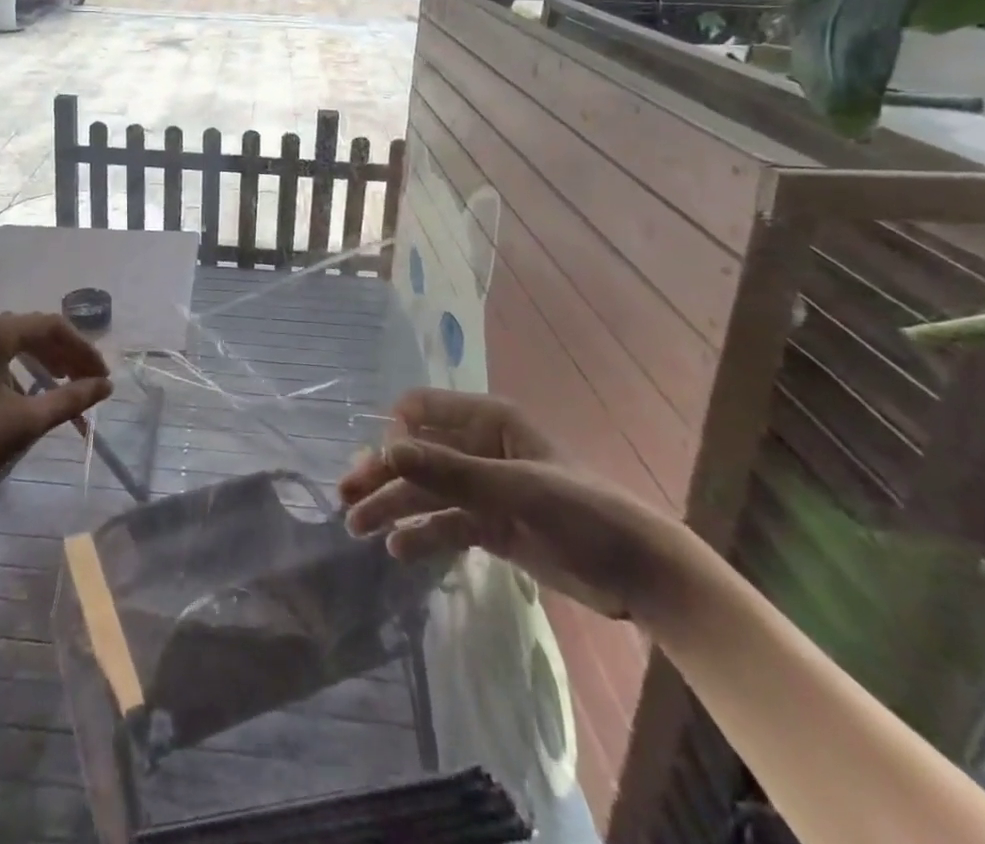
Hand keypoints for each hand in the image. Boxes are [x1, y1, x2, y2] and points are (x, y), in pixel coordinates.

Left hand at [0, 312, 111, 509]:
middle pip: (35, 330)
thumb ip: (71, 399)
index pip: (54, 326)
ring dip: (45, 361)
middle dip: (67, 355)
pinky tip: (29, 395)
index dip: (84, 350)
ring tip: (66, 387)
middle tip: (89, 383)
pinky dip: (21, 368)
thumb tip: (105, 385)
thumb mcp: (26, 421)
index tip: (103, 377)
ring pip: (16, 342)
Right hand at [340, 389, 684, 619]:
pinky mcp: (490, 525)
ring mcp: (483, 488)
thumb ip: (450, 472)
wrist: (639, 574)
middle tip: (345, 497)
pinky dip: (422, 534)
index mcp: (486, 421)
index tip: (379, 463)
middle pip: (417, 455)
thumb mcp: (515, 490)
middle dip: (382, 473)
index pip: (422, 411)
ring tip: (357, 527)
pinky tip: (399, 550)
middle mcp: (478, 448)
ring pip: (426, 492)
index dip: (395, 432)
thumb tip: (387, 449)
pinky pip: (445, 524)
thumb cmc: (581, 512)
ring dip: (393, 506)